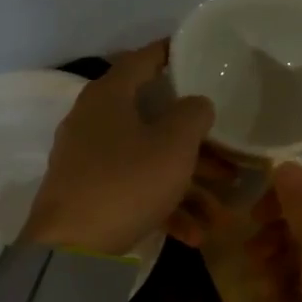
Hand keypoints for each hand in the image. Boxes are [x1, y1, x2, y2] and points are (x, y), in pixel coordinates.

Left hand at [22, 42, 228, 255]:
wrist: (71, 248)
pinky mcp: (89, 194)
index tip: (199, 54)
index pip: (143, 59)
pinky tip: (194, 234)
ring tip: (221, 212)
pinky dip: (163, 206)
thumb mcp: (174, 144)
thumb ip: (193, 113)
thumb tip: (196, 103)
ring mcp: (89, 159)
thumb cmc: (126, 182)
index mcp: (109, 96)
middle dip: (197, 143)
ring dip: (188, 184)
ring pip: (149, 160)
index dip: (172, 53)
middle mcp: (95, 121)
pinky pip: (134, 190)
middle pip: (154, 120)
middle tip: (231, 154)